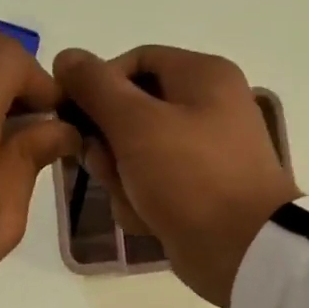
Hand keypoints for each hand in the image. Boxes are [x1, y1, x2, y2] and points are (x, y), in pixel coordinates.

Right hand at [53, 45, 299, 307]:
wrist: (242, 251)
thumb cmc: (189, 175)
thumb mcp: (135, 123)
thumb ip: (96, 87)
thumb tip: (66, 56)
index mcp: (202, 76)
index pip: (133, 62)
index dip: (97, 85)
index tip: (71, 114)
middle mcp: (205, 107)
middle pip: (130, 111)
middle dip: (107, 145)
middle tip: (103, 165)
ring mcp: (201, 153)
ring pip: (133, 154)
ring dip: (121, 179)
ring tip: (134, 200)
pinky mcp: (195, 191)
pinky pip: (149, 185)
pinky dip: (142, 202)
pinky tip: (148, 220)